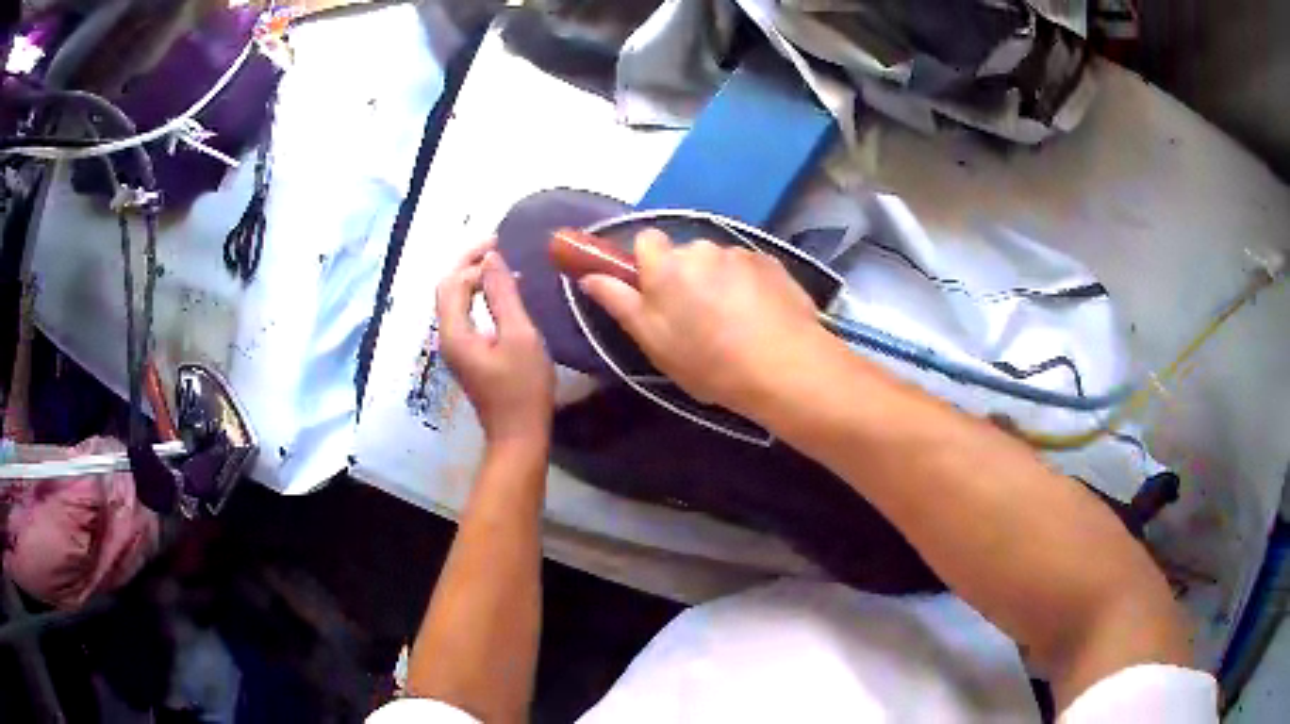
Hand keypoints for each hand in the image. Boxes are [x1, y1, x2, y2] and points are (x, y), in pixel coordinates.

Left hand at [437, 242, 554, 447]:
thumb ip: (503, 295)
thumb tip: (491, 258)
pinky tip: (499, 293)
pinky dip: (477, 296)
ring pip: (453, 301)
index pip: (452, 283)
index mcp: (454, 332)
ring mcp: (454, 347)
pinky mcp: (466, 354)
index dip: (474, 262)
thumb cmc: (523, 388)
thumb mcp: (519, 336)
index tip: (503, 247)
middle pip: (447, 289)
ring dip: (472, 278)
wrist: (519, 435)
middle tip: (496, 244)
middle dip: (467, 263)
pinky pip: (463, 314)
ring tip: (499, 262)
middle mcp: (446, 337)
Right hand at [579, 229, 825, 413]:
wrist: (785, 366)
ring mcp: (741, 253)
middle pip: (684, 254)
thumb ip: (619, 303)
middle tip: (696, 319)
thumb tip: (589, 276)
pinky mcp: (772, 263)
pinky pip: (749, 268)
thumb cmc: (709, 361)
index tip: (654, 293)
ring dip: (719, 281)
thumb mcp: (654, 342)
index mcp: (667, 266)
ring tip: (734, 323)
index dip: (647, 263)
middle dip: (685, 277)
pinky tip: (759, 317)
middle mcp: (702, 248)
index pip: (645, 240)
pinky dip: (749, 286)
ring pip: (719, 262)